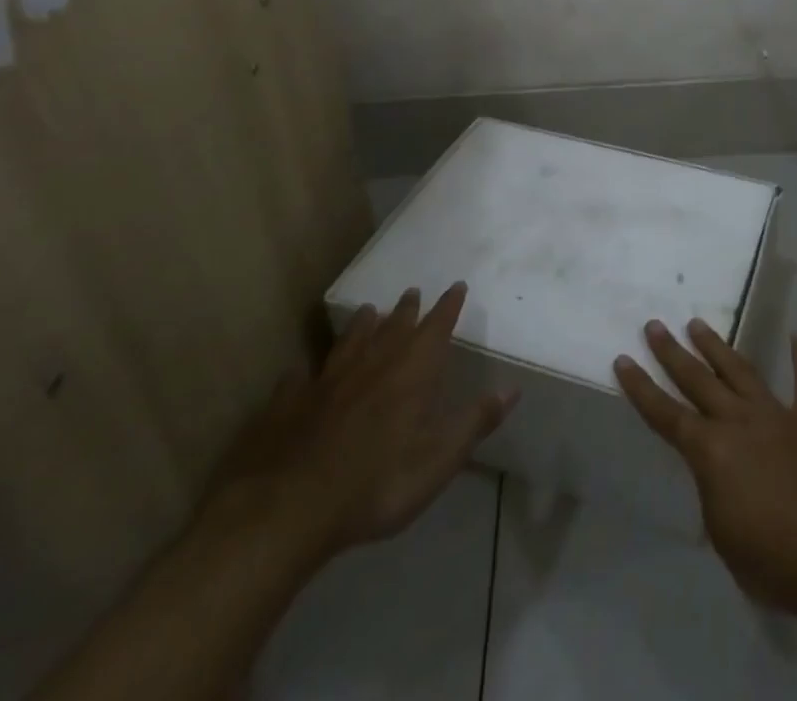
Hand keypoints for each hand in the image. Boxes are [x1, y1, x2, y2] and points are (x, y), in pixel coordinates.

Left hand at [207, 283, 517, 563]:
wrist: (285, 509)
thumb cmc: (375, 485)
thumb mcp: (437, 461)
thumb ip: (474, 422)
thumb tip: (512, 389)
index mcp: (411, 372)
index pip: (436, 327)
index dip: (448, 306)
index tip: (457, 286)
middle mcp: (372, 364)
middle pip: (394, 327)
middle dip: (407, 310)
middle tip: (412, 292)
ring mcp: (326, 381)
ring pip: (349, 341)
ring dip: (362, 325)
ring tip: (369, 311)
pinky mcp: (287, 403)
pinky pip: (300, 378)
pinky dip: (307, 371)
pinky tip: (302, 372)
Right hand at [614, 319, 796, 618]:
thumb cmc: (772, 561)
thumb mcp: (722, 535)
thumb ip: (714, 490)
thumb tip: (717, 471)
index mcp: (711, 451)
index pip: (666, 414)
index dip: (642, 388)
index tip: (624, 359)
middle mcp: (739, 421)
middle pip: (699, 380)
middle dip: (673, 352)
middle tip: (655, 325)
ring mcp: (777, 414)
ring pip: (741, 370)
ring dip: (718, 347)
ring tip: (698, 324)